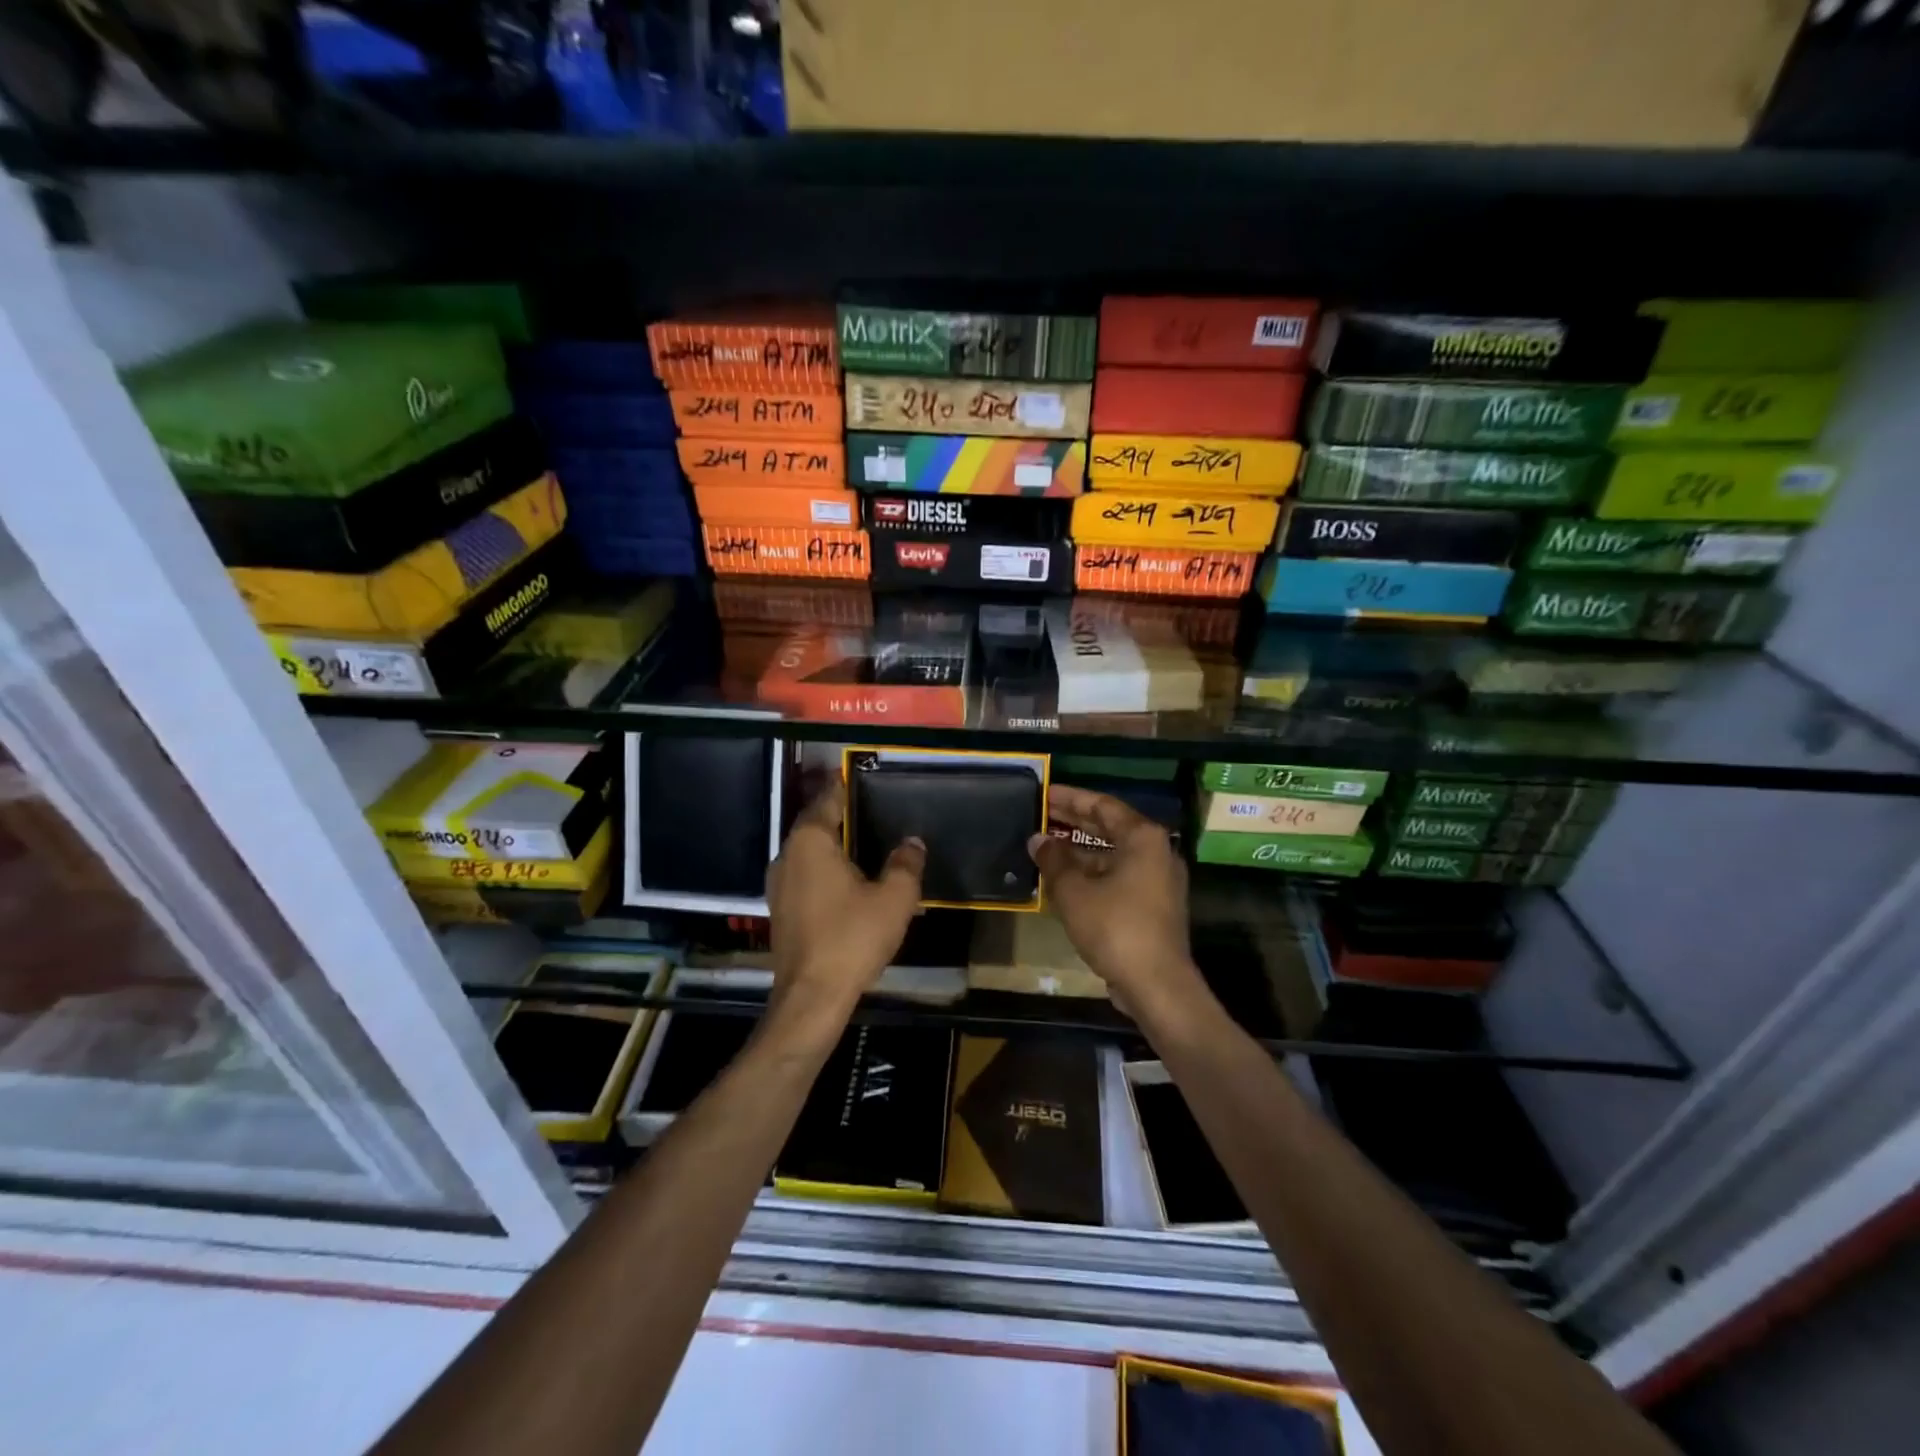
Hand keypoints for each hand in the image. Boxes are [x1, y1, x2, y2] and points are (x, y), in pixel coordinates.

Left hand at [766, 779, 924, 1019]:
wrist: (811, 996)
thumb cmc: (852, 938)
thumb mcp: (894, 899)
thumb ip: (905, 864)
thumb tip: (913, 841)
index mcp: (811, 842)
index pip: (827, 800)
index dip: (842, 786)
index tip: (857, 775)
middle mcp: (787, 855)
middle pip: (813, 824)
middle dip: (837, 814)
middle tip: (867, 807)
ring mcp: (778, 885)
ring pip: (806, 852)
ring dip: (829, 844)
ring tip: (860, 841)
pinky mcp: (779, 910)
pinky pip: (803, 875)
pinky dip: (823, 868)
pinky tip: (845, 880)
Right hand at [1028, 785, 1203, 1017]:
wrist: (1157, 984)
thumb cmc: (1115, 927)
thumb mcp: (1074, 892)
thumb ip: (1053, 860)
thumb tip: (1037, 839)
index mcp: (1143, 838)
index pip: (1102, 805)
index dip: (1070, 798)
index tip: (1044, 793)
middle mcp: (1156, 852)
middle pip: (1110, 827)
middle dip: (1074, 822)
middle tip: (1040, 814)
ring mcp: (1158, 880)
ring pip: (1113, 854)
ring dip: (1080, 850)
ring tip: (1045, 846)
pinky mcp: (1154, 905)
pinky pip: (1119, 876)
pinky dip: (1093, 873)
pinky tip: (1064, 879)